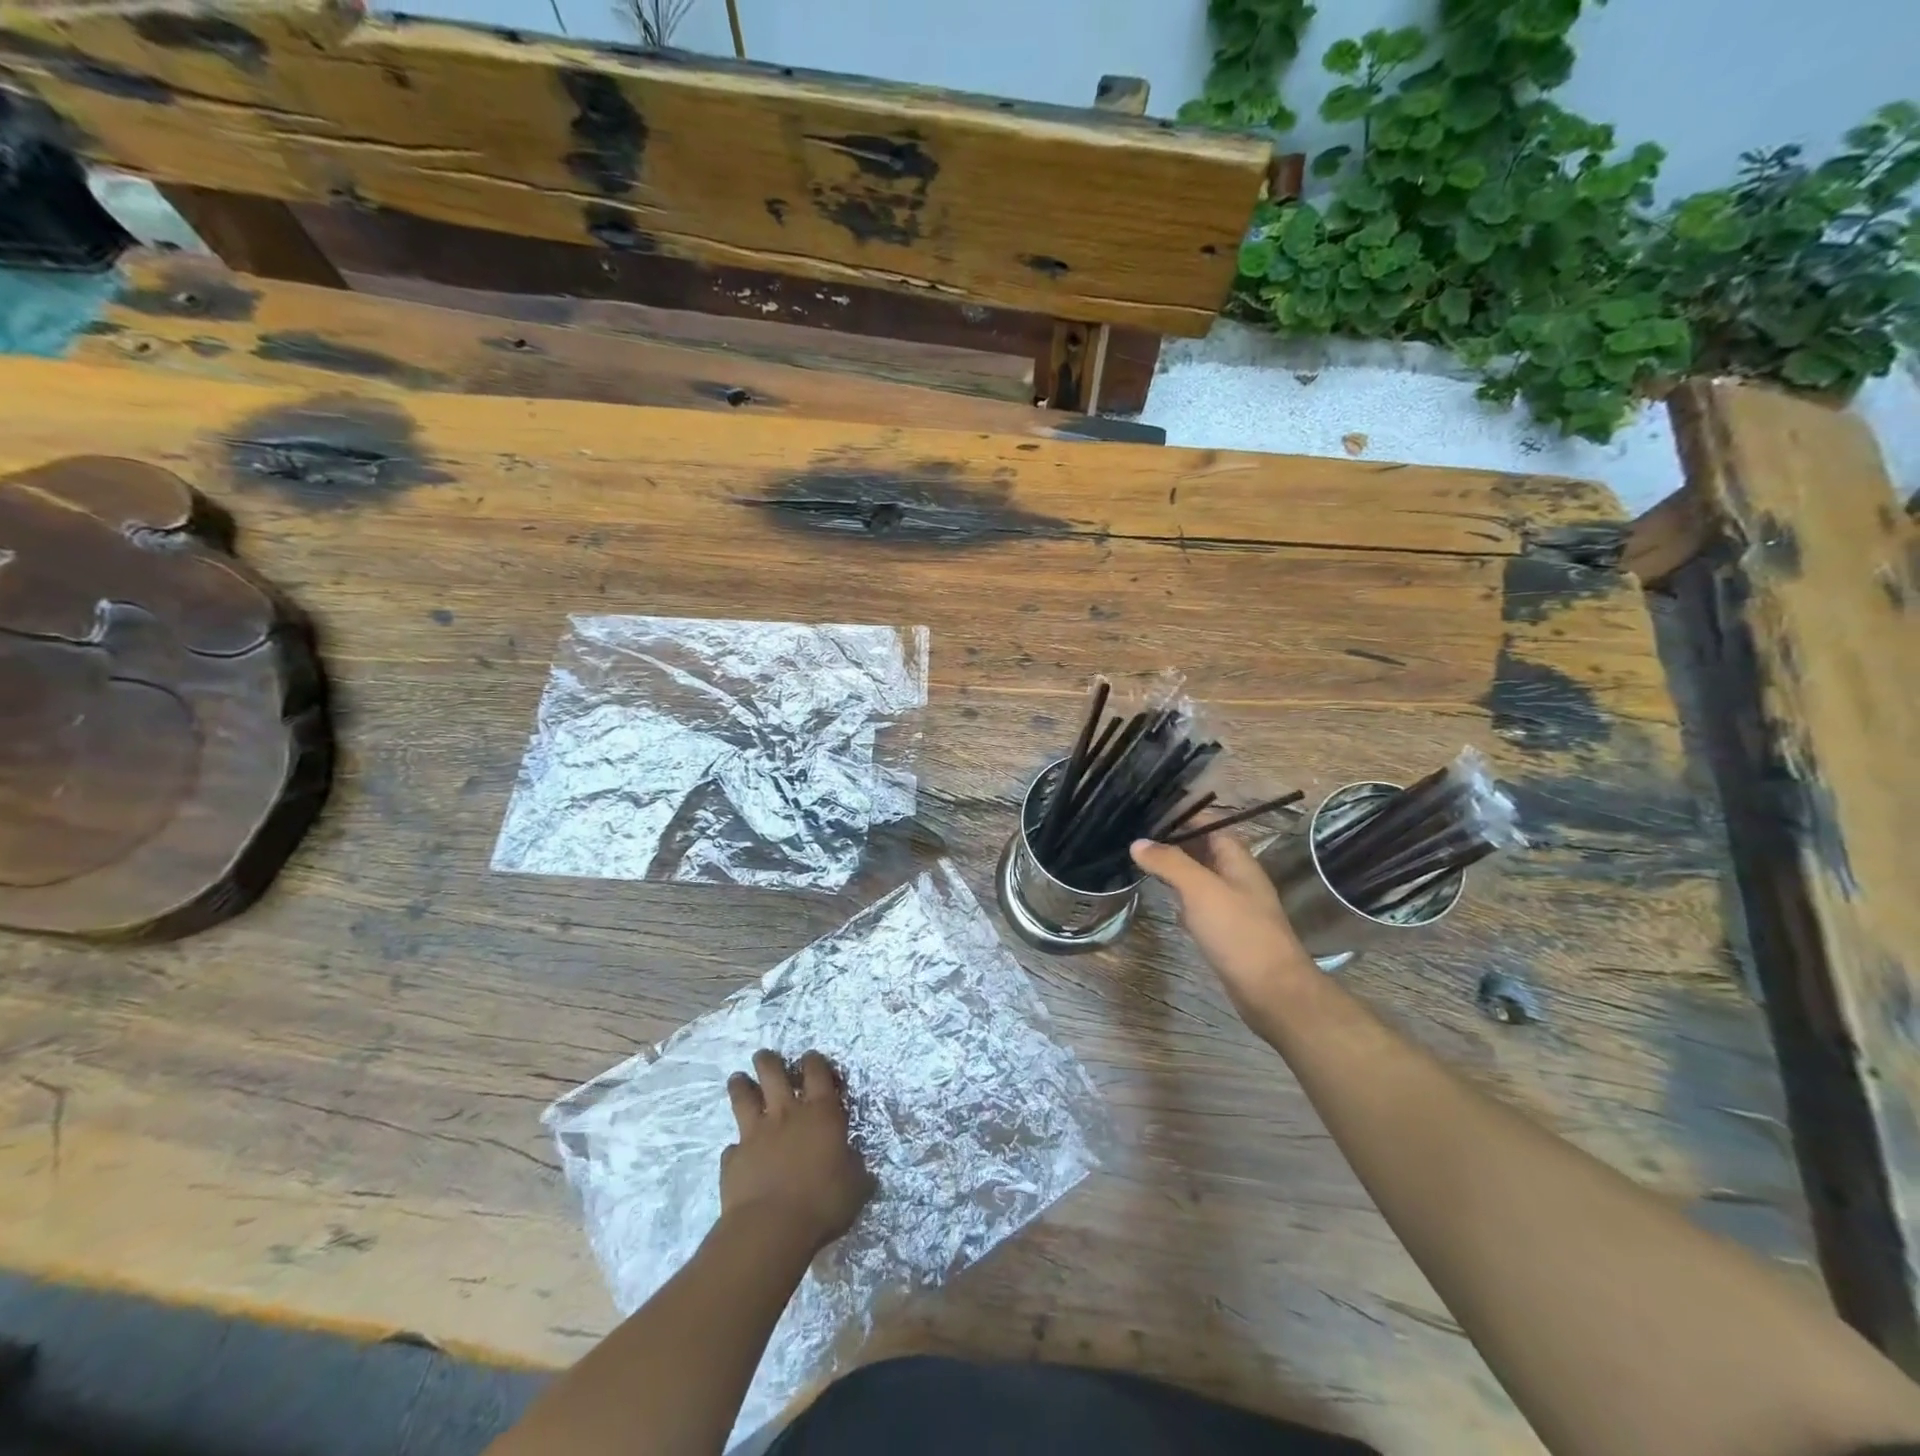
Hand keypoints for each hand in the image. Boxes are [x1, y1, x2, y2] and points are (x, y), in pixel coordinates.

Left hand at [722, 1050, 873, 1253]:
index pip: (817, 1072)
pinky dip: (735, 1147)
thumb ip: (855, 1168)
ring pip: (744, 1098)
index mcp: (821, 1112)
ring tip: (737, 1078)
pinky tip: (735, 1150)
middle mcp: (787, 1114)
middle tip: (763, 1056)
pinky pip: (732, 1146)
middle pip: (773, 1074)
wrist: (771, 1228)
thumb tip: (858, 1165)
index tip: (811, 1057)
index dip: (814, 1061)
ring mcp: (756, 1134)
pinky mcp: (734, 1158)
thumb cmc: (822, 1201)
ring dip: (740, 1086)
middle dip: (768, 1061)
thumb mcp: (855, 1185)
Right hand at [1130, 829, 1316, 1032]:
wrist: (1272, 991)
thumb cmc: (1238, 932)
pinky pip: (1200, 905)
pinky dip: (1182, 898)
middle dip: (1174, 841)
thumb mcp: (1200, 890)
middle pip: (1205, 850)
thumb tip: (1138, 842)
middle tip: (1136, 836)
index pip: (1211, 825)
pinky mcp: (1227, 932)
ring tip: (1141, 862)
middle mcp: (1238, 878)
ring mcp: (1234, 906)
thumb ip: (1169, 863)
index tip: (1149, 811)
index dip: (1183, 816)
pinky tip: (1163, 901)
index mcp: (1238, 860)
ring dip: (1176, 869)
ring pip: (1201, 878)